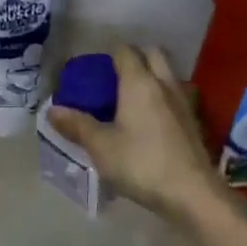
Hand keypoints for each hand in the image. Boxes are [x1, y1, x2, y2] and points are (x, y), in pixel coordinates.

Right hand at [47, 45, 230, 224]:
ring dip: (152, 76)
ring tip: (132, 97)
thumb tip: (52, 110)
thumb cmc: (141, 163)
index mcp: (139, 82)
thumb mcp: (101, 146)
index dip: (107, 54)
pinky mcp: (194, 122)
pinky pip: (175, 96)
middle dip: (134, 57)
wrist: (193, 194)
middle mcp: (164, 83)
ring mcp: (184, 102)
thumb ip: (77, 125)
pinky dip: (162, 97)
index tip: (93, 68)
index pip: (124, 51)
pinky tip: (151, 119)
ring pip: (167, 74)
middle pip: (152, 54)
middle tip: (114, 77)